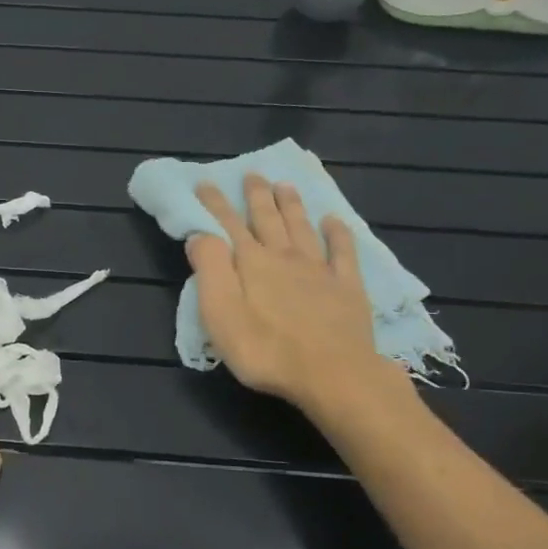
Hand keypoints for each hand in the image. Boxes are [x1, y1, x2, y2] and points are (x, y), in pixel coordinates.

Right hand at [188, 175, 401, 413]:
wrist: (332, 374)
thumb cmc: (266, 350)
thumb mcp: (220, 314)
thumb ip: (209, 270)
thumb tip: (200, 235)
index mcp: (251, 263)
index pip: (228, 225)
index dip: (215, 203)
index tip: (205, 182)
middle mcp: (284, 257)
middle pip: (267, 219)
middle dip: (256, 195)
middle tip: (252, 173)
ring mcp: (319, 270)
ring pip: (301, 227)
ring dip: (291, 205)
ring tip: (285, 185)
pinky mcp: (347, 287)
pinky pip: (342, 251)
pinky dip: (337, 233)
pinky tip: (334, 221)